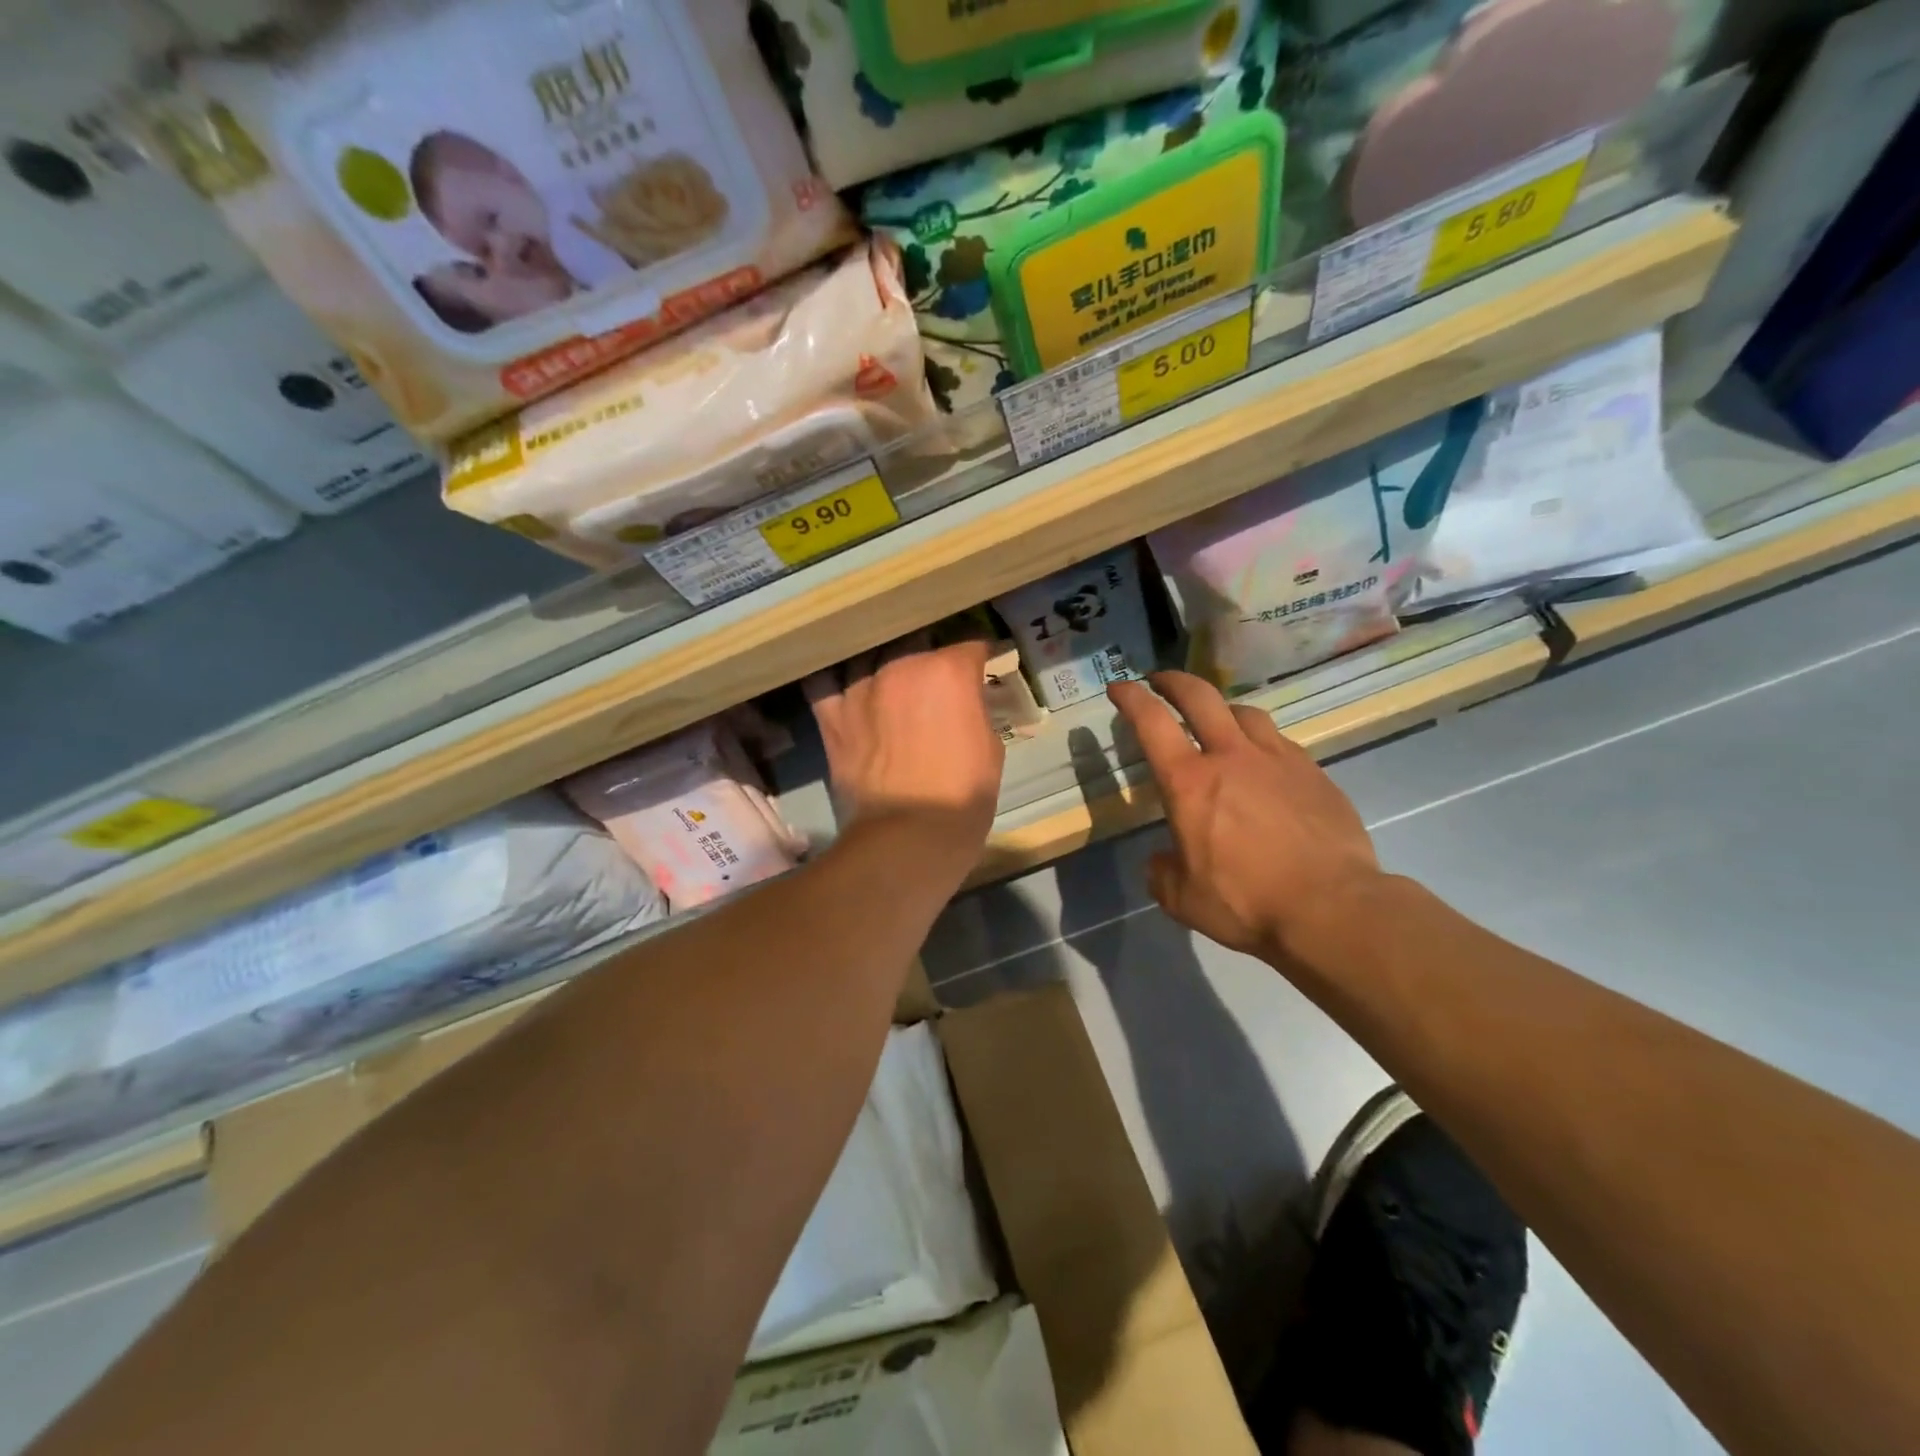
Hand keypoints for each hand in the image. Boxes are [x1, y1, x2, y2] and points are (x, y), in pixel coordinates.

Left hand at [805, 634, 1003, 866]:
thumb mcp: (990, 747)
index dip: (979, 660)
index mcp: (947, 671)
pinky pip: (828, 683)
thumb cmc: (962, 797)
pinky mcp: (832, 716)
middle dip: (931, 658)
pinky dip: (841, 684)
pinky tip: (850, 691)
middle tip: (938, 683)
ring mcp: (860, 688)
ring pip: (873, 657)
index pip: (969, 646)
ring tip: (894, 685)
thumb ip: (974, 709)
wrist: (906, 839)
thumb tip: (966, 700)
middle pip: (918, 644)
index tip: (982, 670)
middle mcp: (901, 666)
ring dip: (887, 667)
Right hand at [1108, 671, 1381, 959]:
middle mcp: (1231, 756)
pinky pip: (1280, 743)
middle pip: (1199, 696)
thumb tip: (1164, 859)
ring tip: (1218, 721)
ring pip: (1245, 713)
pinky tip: (1264, 765)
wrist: (1332, 908)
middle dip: (1173, 681)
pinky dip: (1261, 743)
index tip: (1119, 687)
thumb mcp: (1182, 898)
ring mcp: (1278, 759)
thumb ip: (1163, 871)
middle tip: (1160, 681)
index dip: (1130, 698)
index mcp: (1189, 782)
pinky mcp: (1313, 773)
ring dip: (1222, 709)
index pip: (1151, 722)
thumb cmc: (1246, 902)